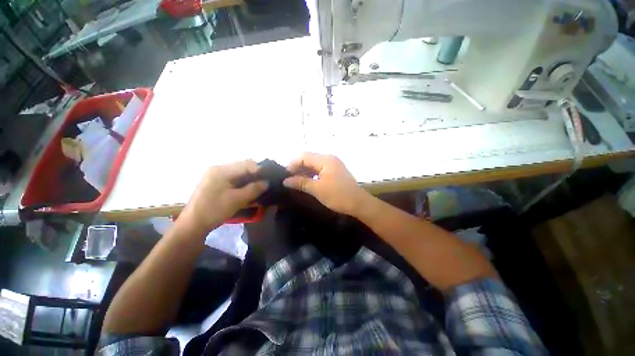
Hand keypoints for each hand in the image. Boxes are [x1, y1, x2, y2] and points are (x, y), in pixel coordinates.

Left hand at [180, 160, 268, 233]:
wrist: (192, 225)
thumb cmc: (214, 210)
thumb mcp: (237, 200)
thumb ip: (253, 189)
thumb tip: (266, 182)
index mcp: (222, 170)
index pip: (246, 164)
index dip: (259, 170)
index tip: (268, 180)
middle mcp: (218, 169)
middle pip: (242, 168)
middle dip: (254, 176)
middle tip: (264, 186)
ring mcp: (215, 176)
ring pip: (238, 175)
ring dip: (249, 181)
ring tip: (257, 190)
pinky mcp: (214, 184)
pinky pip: (232, 180)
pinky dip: (241, 185)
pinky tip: (246, 192)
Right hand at [283, 152, 368, 214]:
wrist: (358, 203)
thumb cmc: (338, 196)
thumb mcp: (317, 189)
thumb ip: (300, 182)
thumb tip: (285, 181)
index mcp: (325, 160)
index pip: (303, 156)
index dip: (292, 164)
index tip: (285, 176)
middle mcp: (329, 158)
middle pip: (308, 158)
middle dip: (297, 167)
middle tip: (289, 180)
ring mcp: (333, 164)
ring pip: (314, 163)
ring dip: (304, 171)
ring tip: (296, 182)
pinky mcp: (335, 170)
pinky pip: (320, 169)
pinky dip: (312, 174)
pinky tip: (307, 182)